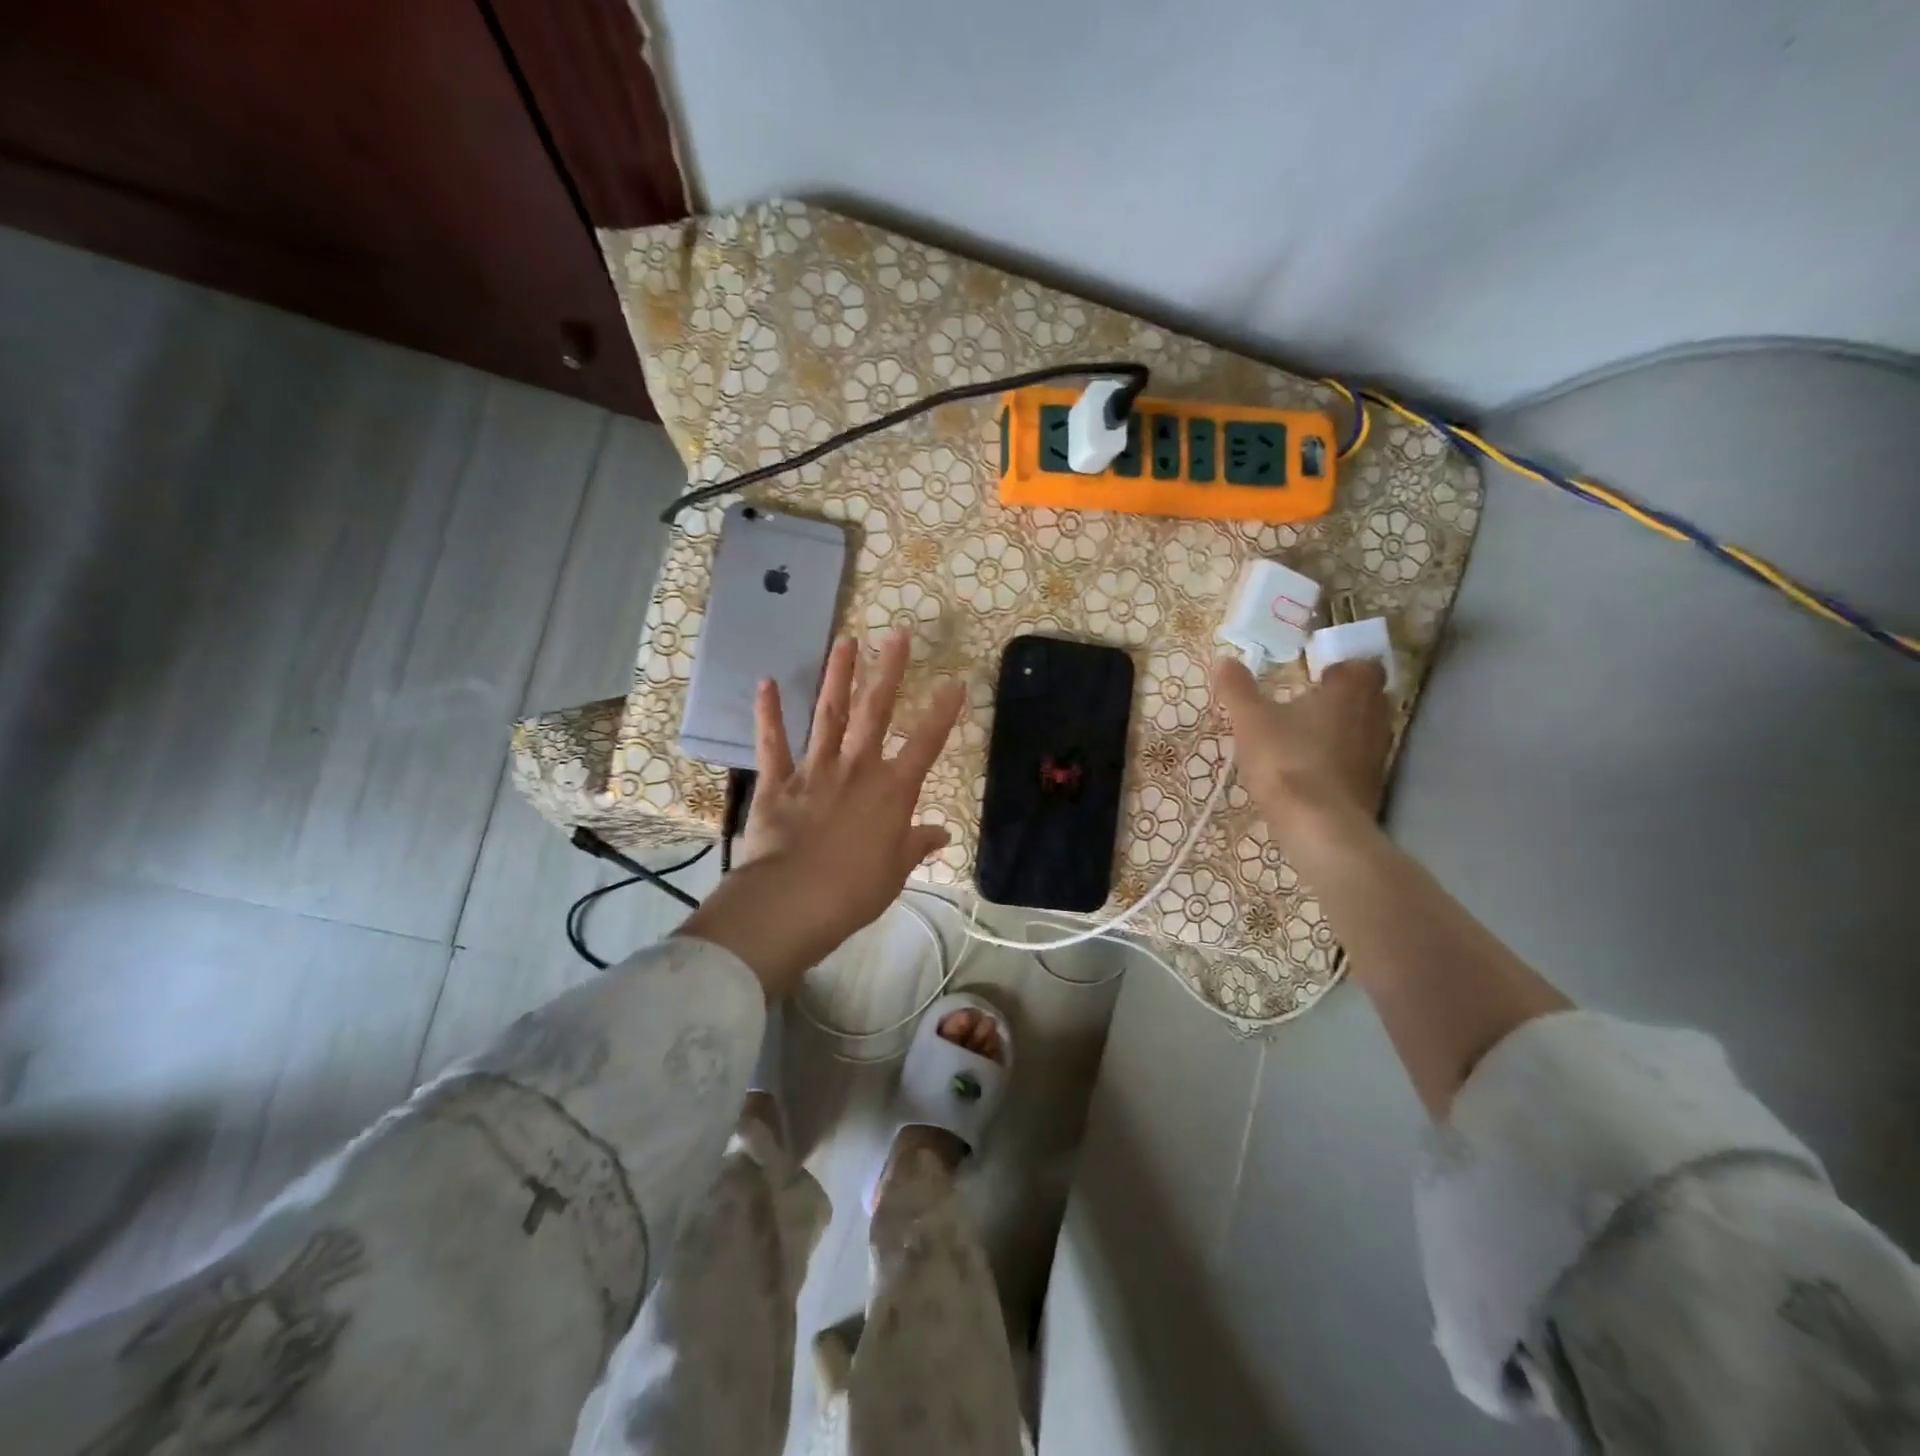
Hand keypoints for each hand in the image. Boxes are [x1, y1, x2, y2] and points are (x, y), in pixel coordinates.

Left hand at [676, 629, 965, 1000]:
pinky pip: (772, 743)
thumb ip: (916, 845)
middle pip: (876, 711)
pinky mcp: (779, 782)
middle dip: (889, 671)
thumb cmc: (855, 891)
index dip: (942, 712)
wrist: (795, 901)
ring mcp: (816, 770)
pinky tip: (766, 683)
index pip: (925, 744)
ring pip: (829, 714)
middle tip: (896, 634)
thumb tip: (941, 834)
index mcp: (892, 791)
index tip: (955, 682)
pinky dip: (768, 714)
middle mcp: (857, 769)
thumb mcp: (896, 872)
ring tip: (845, 641)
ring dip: (837, 676)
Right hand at [1211, 657, 1391, 852]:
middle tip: (1306, 702)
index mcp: (1350, 691)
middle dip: (1340, 696)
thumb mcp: (1250, 721)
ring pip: (1362, 730)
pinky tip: (1308, 770)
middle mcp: (1374, 716)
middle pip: (1366, 696)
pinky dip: (1338, 760)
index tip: (1315, 673)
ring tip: (1302, 737)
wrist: (1319, 827)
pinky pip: (1357, 761)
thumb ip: (1238, 689)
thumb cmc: (1287, 761)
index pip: (1362, 664)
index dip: (1341, 665)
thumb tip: (1225, 660)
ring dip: (1339, 729)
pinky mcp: (1372, 786)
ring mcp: (1378, 754)